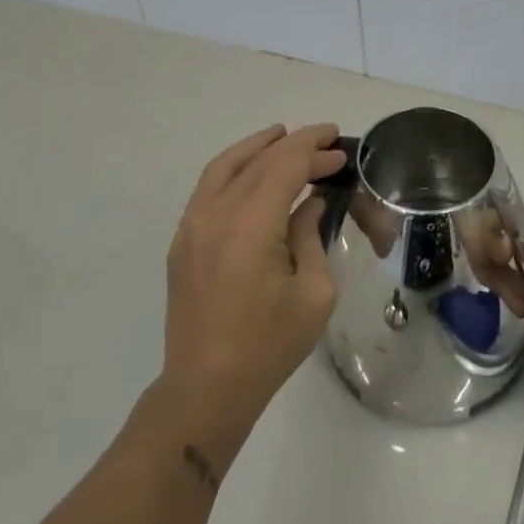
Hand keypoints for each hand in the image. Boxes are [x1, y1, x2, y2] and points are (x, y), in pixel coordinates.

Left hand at [160, 123, 347, 434]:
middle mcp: (216, 216)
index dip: (314, 152)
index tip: (340, 150)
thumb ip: (310, 236)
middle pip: (258, 161)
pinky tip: (252, 170)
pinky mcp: (182, 240)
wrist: (206, 388)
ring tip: (284, 135)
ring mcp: (192, 226)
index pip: (285, 166)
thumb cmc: (269, 345)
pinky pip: (208, 187)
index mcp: (251, 228)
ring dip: (258, 146)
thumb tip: (310, 204)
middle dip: (295, 145)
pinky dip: (233, 167)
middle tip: (326, 141)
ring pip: (225, 166)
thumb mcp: (313, 292)